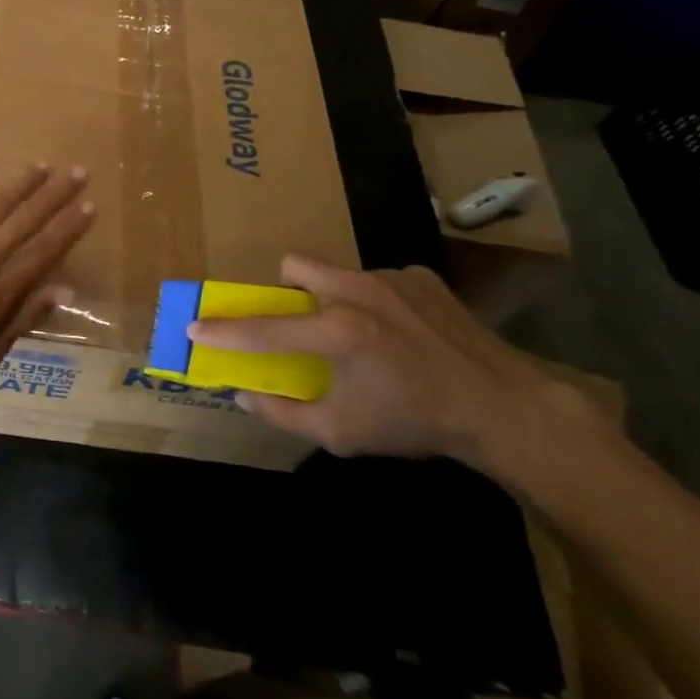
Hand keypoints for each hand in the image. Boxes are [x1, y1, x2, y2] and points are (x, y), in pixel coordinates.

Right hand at [188, 254, 553, 466]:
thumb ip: (284, 414)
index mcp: (336, 331)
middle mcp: (358, 291)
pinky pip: (378, 280)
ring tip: (363, 336)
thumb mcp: (343, 432)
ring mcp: (392, 278)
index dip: (223, 331)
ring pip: (339, 274)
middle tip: (301, 322)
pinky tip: (402, 334)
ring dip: (335, 299)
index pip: (263, 329)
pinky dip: (376, 303)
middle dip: (285, 289)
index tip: (194, 328)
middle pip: (295, 265)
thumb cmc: (416, 423)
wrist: (505, 408)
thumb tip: (243, 395)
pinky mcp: (421, 277)